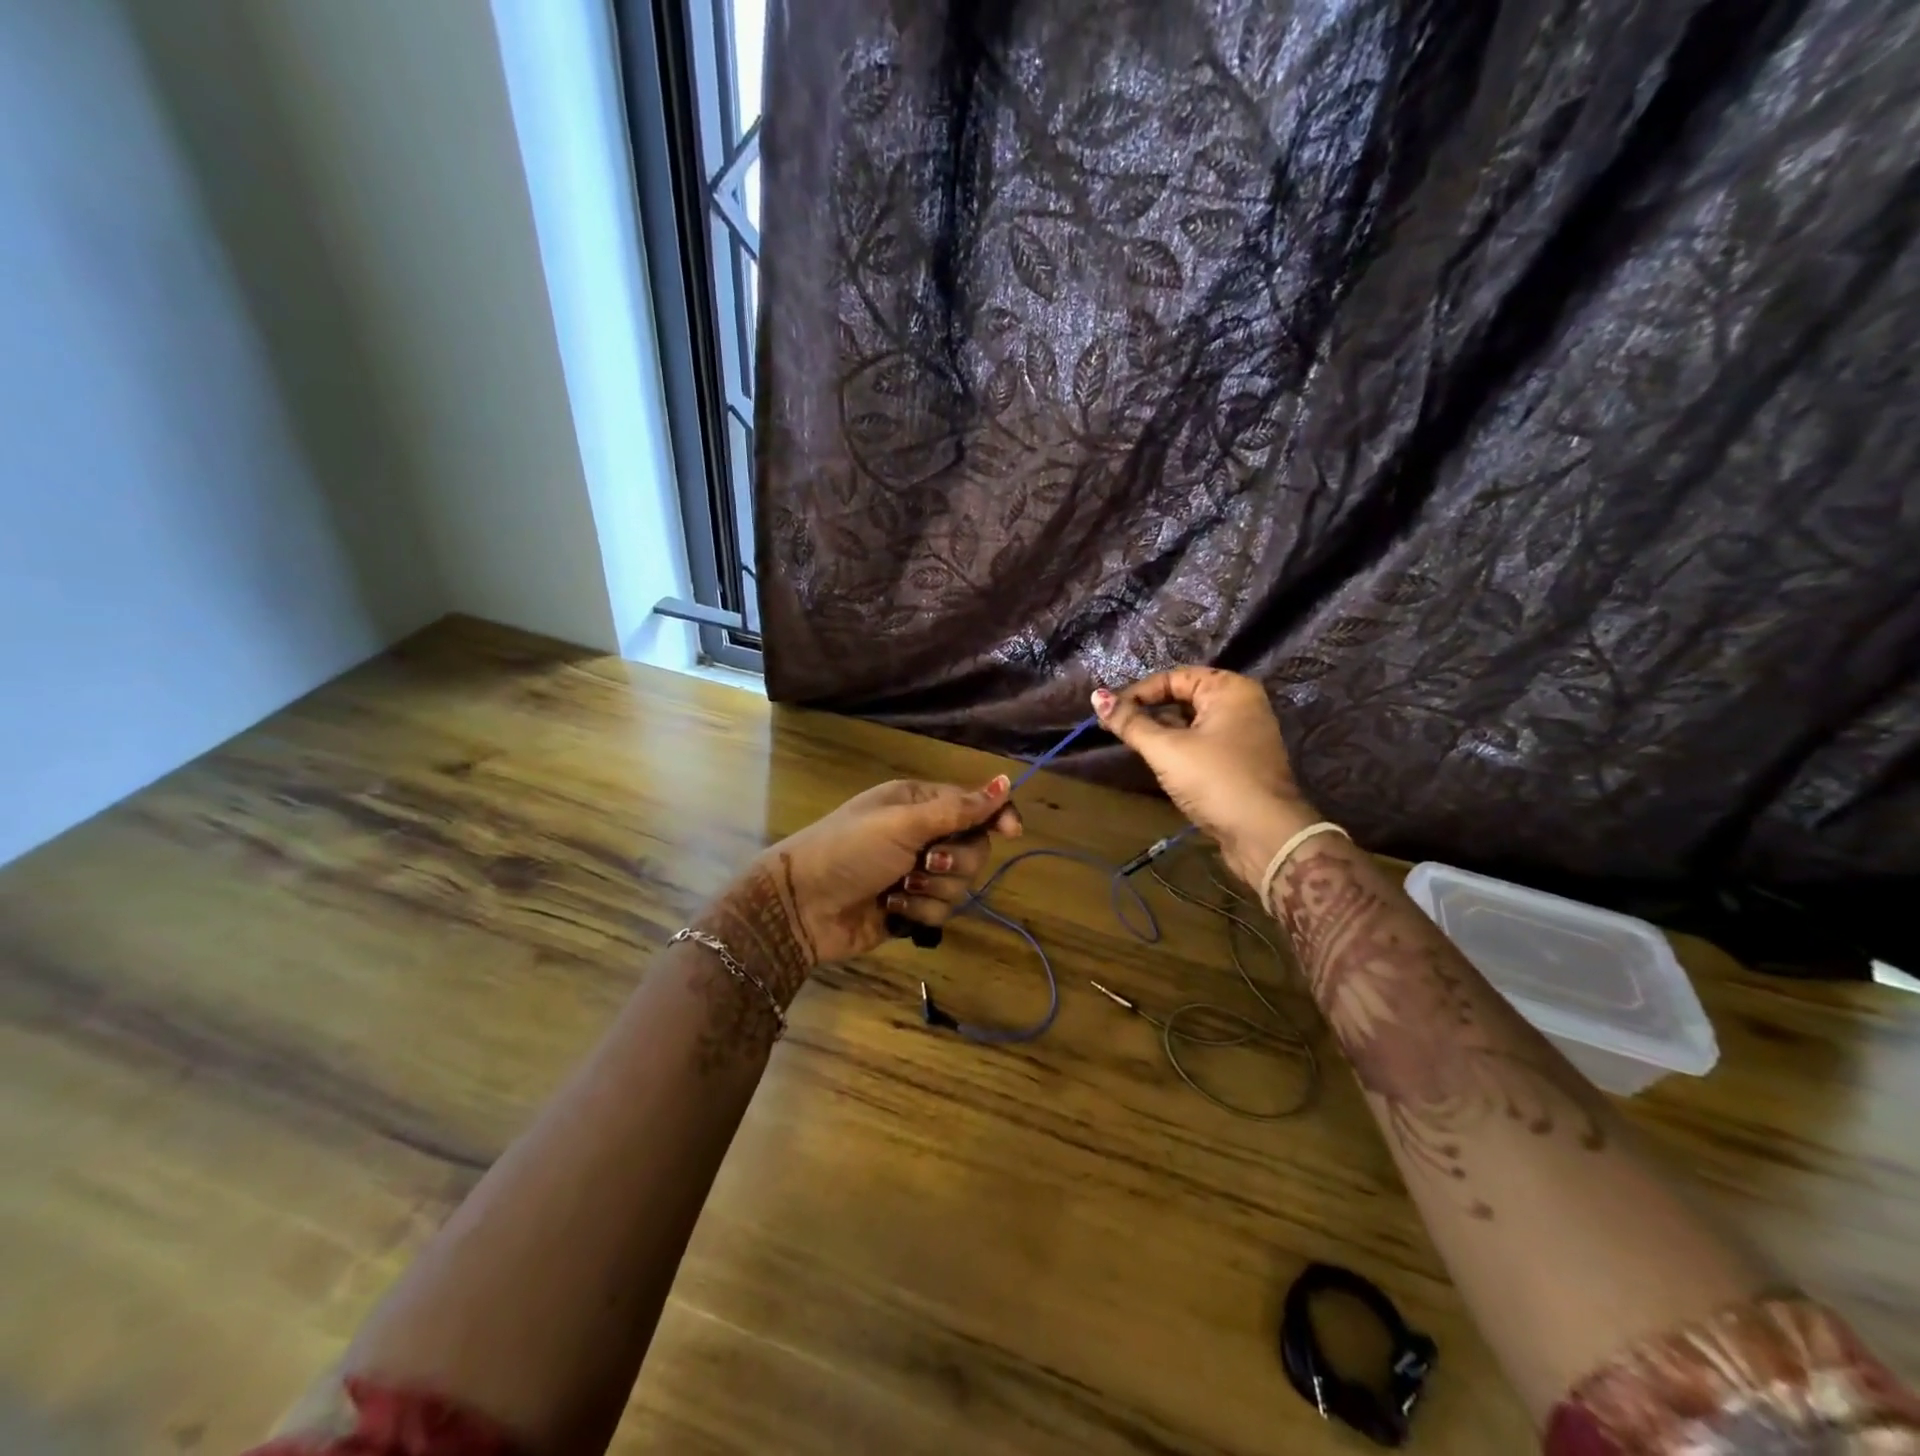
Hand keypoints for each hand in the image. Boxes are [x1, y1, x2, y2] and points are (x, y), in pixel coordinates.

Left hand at [718, 776, 1021, 989]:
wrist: (802, 905)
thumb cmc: (849, 849)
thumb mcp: (903, 823)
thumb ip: (957, 808)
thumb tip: (1006, 781)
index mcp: (919, 803)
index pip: (975, 804)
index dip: (997, 815)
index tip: (1012, 833)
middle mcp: (923, 834)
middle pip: (974, 848)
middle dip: (954, 861)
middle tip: (924, 863)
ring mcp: (917, 873)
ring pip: (961, 884)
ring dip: (932, 889)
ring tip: (898, 888)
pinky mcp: (911, 908)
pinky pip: (941, 911)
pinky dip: (918, 911)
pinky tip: (890, 908)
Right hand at [1091, 668, 1318, 885]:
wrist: (1265, 835)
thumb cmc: (1215, 780)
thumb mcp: (1167, 749)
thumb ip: (1130, 723)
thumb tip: (1096, 696)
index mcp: (1229, 689)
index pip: (1173, 678)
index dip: (1137, 693)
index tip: (1108, 713)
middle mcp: (1240, 705)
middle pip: (1182, 699)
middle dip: (1148, 713)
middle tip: (1114, 730)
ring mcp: (1243, 735)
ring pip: (1190, 724)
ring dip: (1161, 733)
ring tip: (1130, 746)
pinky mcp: (1239, 762)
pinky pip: (1201, 745)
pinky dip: (1178, 750)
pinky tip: (1158, 764)